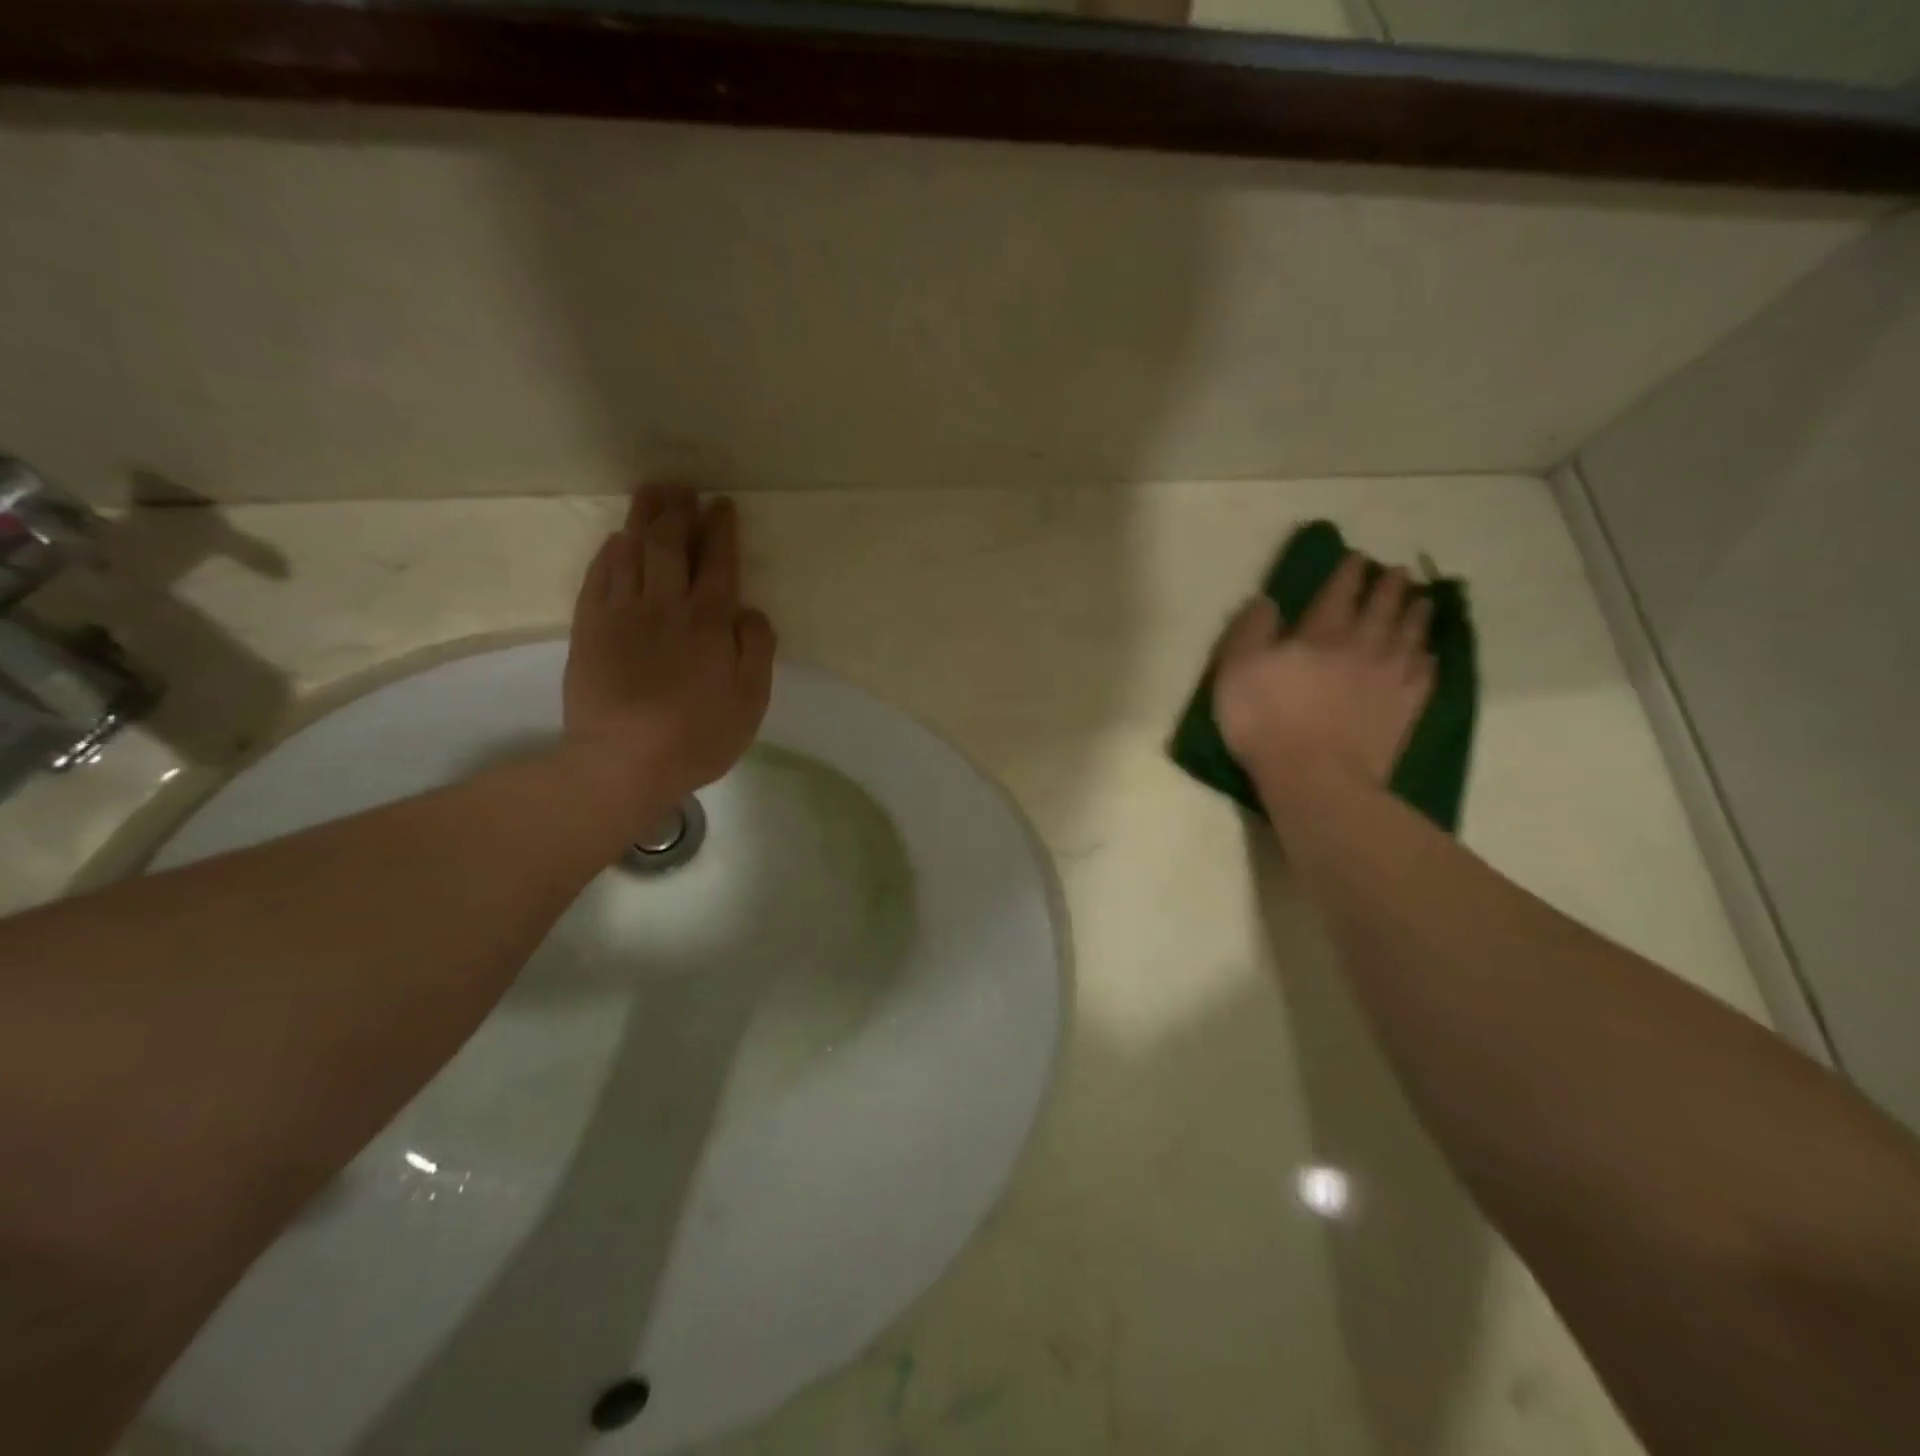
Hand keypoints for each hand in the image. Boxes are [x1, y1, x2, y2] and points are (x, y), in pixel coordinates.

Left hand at [563, 484, 775, 822]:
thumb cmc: (698, 736)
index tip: (722, 505)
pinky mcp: (589, 628)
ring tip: (651, 494)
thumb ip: (756, 649)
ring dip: (644, 519)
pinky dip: (610, 552)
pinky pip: (599, 576)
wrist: (622, 762)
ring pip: (633, 552)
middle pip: (672, 546)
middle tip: (682, 487)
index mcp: (710, 622)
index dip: (721, 531)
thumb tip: (750, 610)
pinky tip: (617, 540)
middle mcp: (666, 605)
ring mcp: (622, 613)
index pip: (718, 563)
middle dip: (679, 512)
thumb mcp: (750, 701)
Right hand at [1213, 553, 1434, 794]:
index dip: (1348, 571)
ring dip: (1416, 612)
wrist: (1314, 777)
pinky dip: (1428, 657)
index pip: (1339, 591)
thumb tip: (1268, 601)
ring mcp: (1389, 677)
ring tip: (1420, 601)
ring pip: (1410, 633)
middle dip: (1389, 585)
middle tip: (1396, 573)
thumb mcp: (1236, 670)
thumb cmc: (1266, 721)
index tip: (1357, 558)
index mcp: (1319, 633)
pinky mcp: (1406, 708)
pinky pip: (1425, 673)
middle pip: (1382, 605)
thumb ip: (1251, 630)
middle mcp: (1362, 645)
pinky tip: (1428, 653)